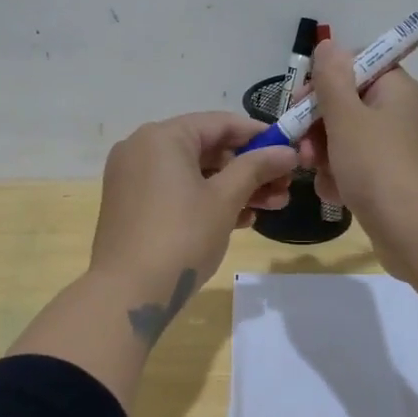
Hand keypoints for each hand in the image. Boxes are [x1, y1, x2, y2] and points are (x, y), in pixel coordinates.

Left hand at [90, 112, 299, 332]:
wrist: (127, 293)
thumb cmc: (181, 236)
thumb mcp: (225, 200)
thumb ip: (257, 168)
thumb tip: (287, 151)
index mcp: (162, 136)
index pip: (220, 123)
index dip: (259, 135)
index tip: (290, 149)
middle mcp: (142, 148)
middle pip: (207, 148)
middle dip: (249, 168)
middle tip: (285, 186)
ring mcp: (133, 177)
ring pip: (193, 173)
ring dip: (234, 187)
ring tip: (273, 206)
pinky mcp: (131, 205)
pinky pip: (176, 191)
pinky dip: (206, 200)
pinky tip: (241, 220)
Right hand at [302, 40, 417, 280]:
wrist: (415, 232)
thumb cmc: (378, 167)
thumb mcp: (346, 118)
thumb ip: (331, 79)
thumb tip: (328, 44)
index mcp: (396, 89)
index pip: (357, 65)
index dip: (325, 79)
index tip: (302, 101)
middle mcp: (400, 113)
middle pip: (347, 104)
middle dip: (317, 125)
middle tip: (301, 145)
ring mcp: (397, 148)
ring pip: (346, 139)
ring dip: (324, 154)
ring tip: (316, 174)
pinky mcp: (391, 178)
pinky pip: (356, 166)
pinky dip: (340, 177)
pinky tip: (333, 194)